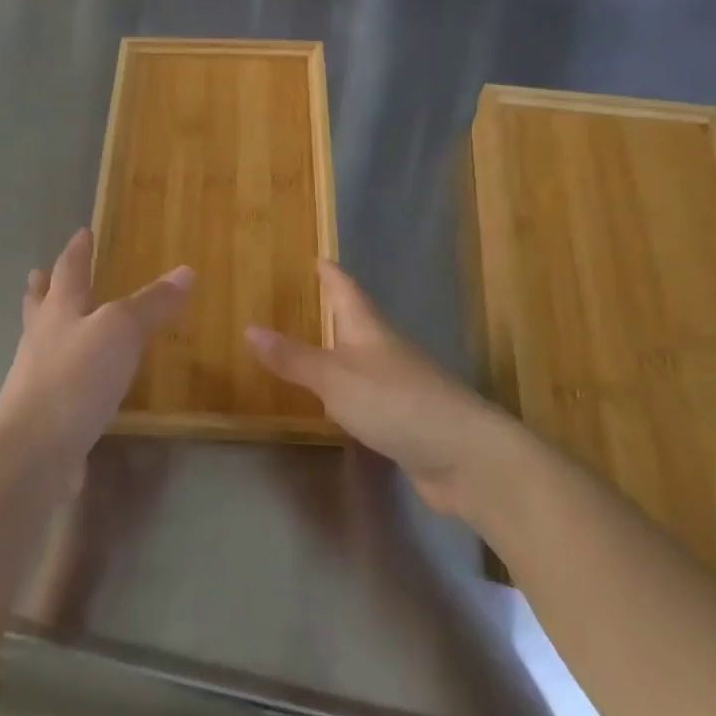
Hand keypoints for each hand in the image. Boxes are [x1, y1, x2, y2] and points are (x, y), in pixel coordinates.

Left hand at [0, 229, 192, 468]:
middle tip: (40, 272)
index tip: (82, 232)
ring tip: (57, 321)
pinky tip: (80, 381)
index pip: (69, 270)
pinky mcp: (46, 412)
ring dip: (51, 326)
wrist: (35, 449)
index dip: (78, 250)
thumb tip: (186, 271)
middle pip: (41, 304)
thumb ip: (152, 303)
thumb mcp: (121, 331)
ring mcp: (38, 377)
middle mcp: (43, 338)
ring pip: (44, 341)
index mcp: (59, 310)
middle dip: (45, 287)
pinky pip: (58, 380)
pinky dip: (68, 370)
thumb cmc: (76, 377)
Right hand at [246, 262, 520, 515]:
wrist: (466, 457)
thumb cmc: (395, 403)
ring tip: (316, 346)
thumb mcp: (335, 378)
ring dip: (341, 351)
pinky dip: (349, 391)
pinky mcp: (406, 419)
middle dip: (335, 310)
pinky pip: (369, 395)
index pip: (347, 291)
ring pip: (364, 359)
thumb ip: (293, 358)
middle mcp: (386, 351)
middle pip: (358, 322)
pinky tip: (338, 403)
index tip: (319, 257)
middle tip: (310, 298)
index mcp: (369, 331)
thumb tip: (250, 328)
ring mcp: (400, 386)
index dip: (332, 275)